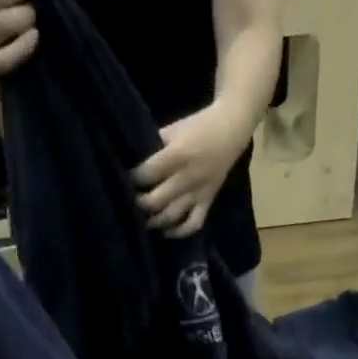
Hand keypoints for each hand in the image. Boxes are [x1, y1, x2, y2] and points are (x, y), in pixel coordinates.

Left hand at [133, 100, 257, 237]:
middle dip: (140, 204)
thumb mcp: (173, 129)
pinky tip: (166, 232)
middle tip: (133, 202)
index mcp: (178, 155)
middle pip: (157, 200)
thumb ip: (155, 146)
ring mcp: (198, 192)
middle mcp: (187, 177)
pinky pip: (193, 224)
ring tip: (145, 220)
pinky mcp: (208, 201)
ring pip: (172, 216)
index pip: (147, 174)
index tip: (126, 180)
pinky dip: (179, 232)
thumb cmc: (198, 126)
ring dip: (155, 221)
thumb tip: (135, 163)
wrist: (231, 129)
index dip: (133, 179)